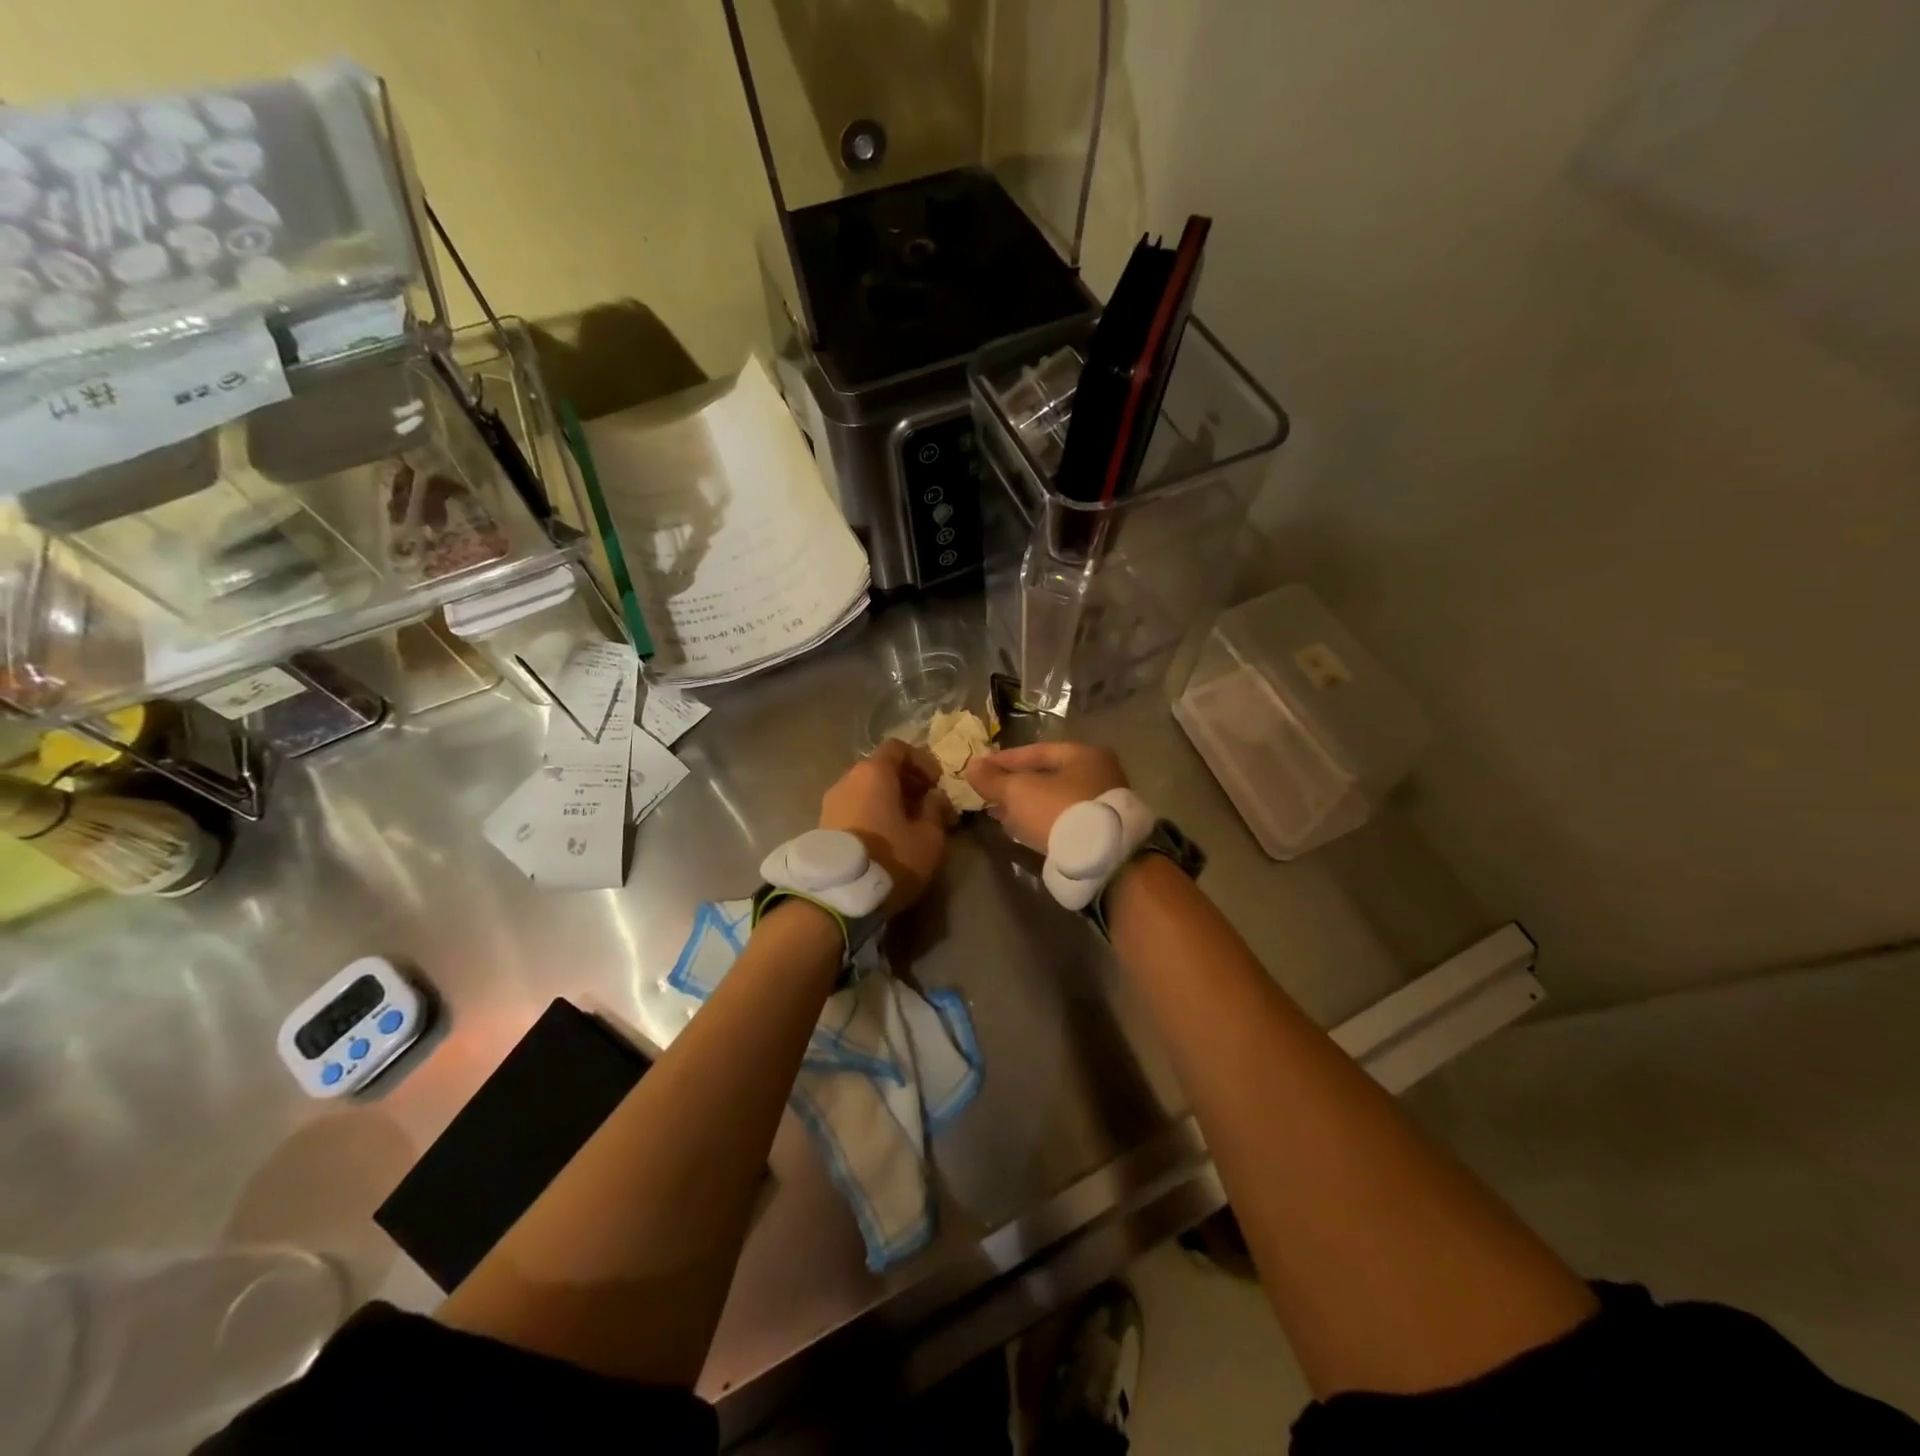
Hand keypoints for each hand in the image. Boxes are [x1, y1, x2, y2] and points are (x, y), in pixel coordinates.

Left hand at [820, 739, 955, 914]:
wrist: (838, 896)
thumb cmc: (890, 858)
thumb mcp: (929, 838)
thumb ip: (935, 810)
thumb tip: (934, 797)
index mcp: (874, 772)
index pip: (898, 748)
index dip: (921, 761)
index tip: (936, 783)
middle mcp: (848, 779)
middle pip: (880, 768)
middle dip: (906, 782)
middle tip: (927, 805)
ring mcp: (831, 802)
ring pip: (866, 789)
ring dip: (889, 799)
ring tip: (908, 824)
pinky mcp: (823, 824)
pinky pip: (854, 807)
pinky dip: (872, 812)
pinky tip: (886, 837)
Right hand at [964, 741, 1128, 852]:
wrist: (1103, 859)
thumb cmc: (1059, 811)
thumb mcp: (1019, 792)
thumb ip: (993, 779)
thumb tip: (971, 766)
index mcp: (1084, 754)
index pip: (1036, 751)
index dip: (1004, 760)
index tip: (980, 769)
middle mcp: (1099, 774)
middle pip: (1047, 776)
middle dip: (1015, 786)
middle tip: (989, 794)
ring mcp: (1102, 804)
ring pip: (1054, 800)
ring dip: (1026, 806)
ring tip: (1000, 815)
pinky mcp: (1101, 832)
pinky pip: (1064, 819)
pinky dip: (1041, 821)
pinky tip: (1023, 831)